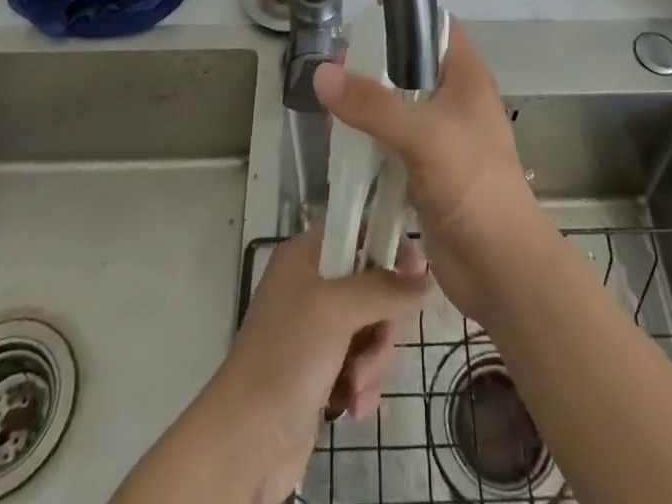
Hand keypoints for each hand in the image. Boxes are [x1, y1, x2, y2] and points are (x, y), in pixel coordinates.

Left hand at [211, 225, 428, 500]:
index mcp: (306, 255)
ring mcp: (316, 330)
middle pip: (372, 283)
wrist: (244, 442)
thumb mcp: (338, 309)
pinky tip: (352, 406)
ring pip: (371, 327)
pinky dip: (363, 383)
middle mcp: (311, 285)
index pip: (358, 229)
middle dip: (383, 320)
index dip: (388, 245)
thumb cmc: (287, 355)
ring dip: (374, 359)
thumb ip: (386, 288)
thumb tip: (427, 279)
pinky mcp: (322, 370)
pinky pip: (361, 363)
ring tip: (357, 384)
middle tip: (380, 340)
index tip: (416, 269)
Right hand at [312, 31, 545, 320]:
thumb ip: (371, 104)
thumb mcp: (422, 135)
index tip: (365, 17)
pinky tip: (341, 145)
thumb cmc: (472, 184)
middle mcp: (454, 102)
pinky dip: (369, 141)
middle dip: (375, 66)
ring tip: (330, 105)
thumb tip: (321, 72)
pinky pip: (392, 144)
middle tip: (336, 67)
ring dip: (368, 107)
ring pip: (398, 107)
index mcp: (466, 79)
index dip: (405, 17)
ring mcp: (441, 139)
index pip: (437, 28)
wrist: (500, 267)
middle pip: (411, 67)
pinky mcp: (427, 172)